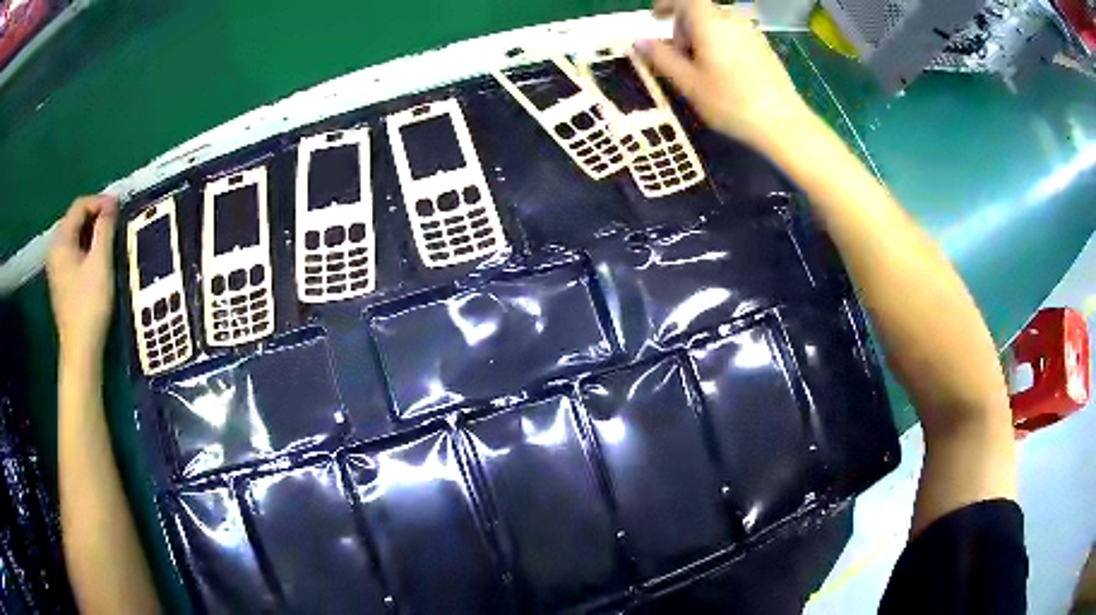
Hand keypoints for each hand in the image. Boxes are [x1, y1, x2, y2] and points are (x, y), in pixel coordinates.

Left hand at [47, 195, 118, 363]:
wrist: (80, 351)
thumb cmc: (89, 304)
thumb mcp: (100, 261)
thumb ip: (105, 228)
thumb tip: (111, 204)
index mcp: (61, 240)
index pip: (80, 205)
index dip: (100, 202)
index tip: (119, 209)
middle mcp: (54, 249)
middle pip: (75, 219)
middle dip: (96, 216)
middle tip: (115, 223)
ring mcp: (56, 267)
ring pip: (75, 236)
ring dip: (92, 233)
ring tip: (109, 239)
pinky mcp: (61, 282)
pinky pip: (73, 252)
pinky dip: (86, 247)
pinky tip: (97, 258)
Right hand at [637, 0, 812, 150]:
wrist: (783, 123)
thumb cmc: (731, 102)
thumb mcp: (688, 82)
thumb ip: (661, 57)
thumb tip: (639, 41)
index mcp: (709, 21)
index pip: (683, 0)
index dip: (665, 5)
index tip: (655, 18)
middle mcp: (732, 18)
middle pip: (700, 11)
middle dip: (684, 27)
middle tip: (679, 56)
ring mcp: (751, 32)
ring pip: (718, 24)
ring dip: (703, 37)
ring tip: (702, 69)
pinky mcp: (764, 46)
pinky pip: (734, 34)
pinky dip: (721, 43)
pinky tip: (724, 73)